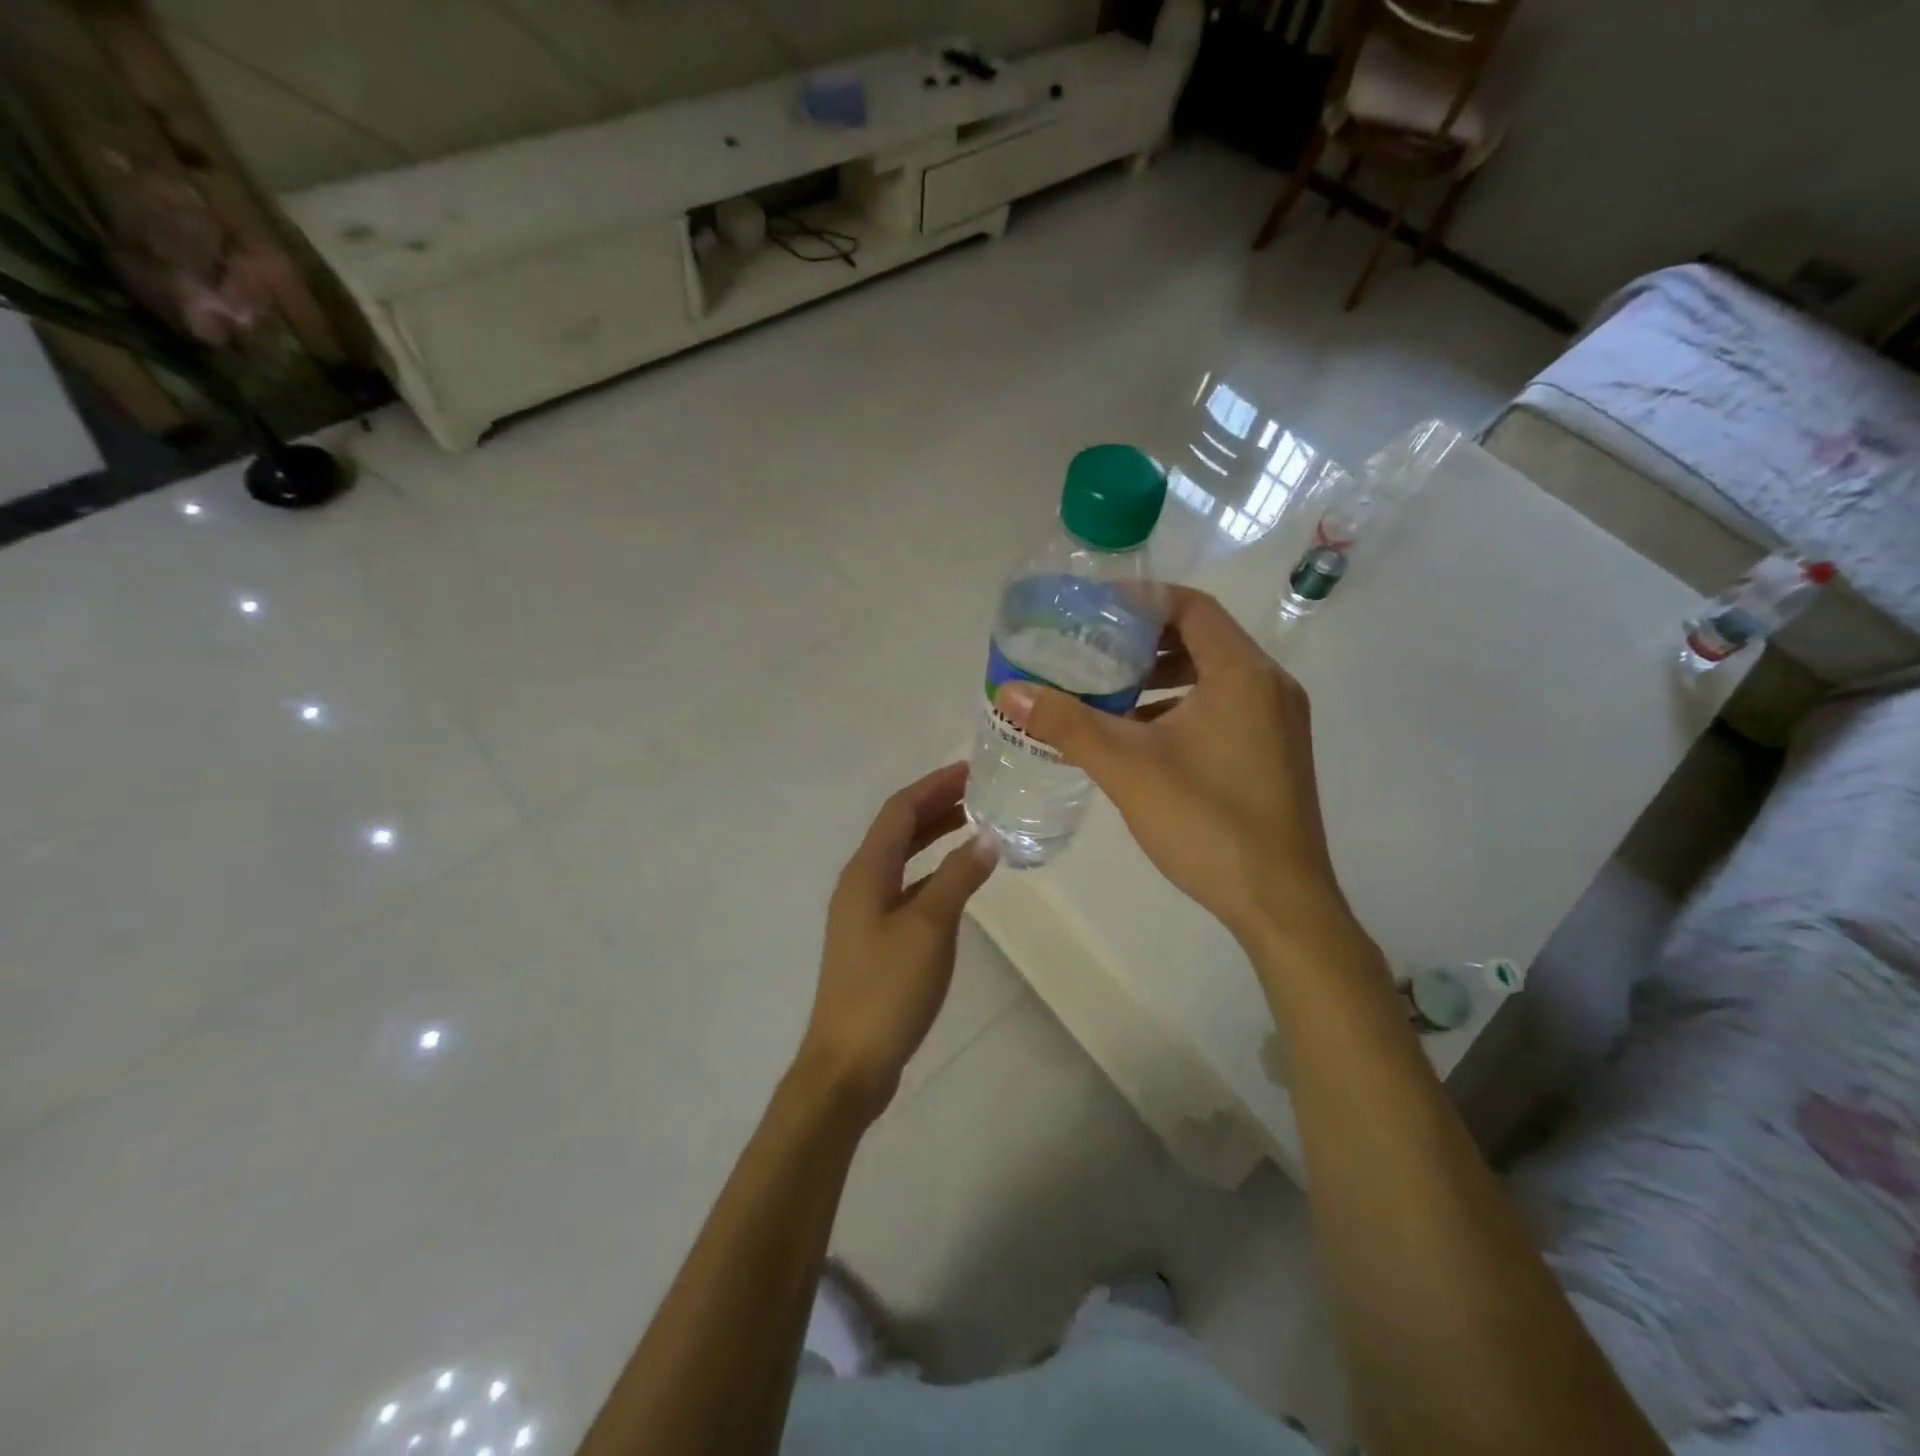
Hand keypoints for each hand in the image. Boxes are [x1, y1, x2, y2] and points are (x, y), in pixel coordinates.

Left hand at [795, 763, 997, 1120]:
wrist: (849, 1062)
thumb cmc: (887, 988)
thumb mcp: (929, 927)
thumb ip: (958, 877)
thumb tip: (988, 836)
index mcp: (866, 871)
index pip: (900, 811)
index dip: (934, 786)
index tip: (971, 770)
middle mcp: (860, 883)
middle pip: (899, 830)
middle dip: (936, 806)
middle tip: (980, 792)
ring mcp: (865, 913)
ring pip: (903, 859)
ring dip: (935, 837)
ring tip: (975, 825)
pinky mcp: (875, 939)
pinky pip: (907, 887)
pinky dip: (933, 873)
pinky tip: (958, 881)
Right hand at [992, 586, 1354, 956]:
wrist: (1280, 904)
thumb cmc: (1207, 823)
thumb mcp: (1127, 768)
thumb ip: (1068, 725)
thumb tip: (1010, 690)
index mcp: (1243, 674)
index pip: (1191, 607)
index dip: (1140, 601)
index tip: (1092, 610)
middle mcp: (1270, 686)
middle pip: (1202, 638)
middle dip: (1144, 641)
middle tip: (1092, 650)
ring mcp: (1278, 722)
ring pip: (1213, 676)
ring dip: (1162, 677)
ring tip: (1108, 691)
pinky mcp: (1274, 753)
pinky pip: (1224, 707)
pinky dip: (1182, 707)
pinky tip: (1141, 736)